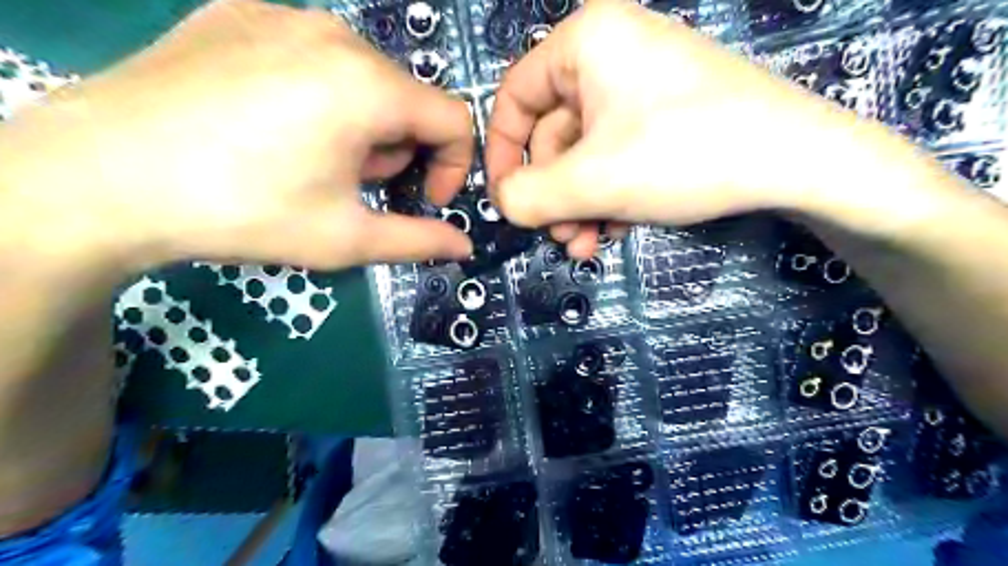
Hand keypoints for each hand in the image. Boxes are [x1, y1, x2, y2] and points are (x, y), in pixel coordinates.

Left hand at [0, 1, 477, 270]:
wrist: (100, 177)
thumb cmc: (244, 212)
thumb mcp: (346, 238)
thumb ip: (418, 240)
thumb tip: (463, 247)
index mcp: (369, 86)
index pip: (455, 118)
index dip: (452, 166)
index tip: (422, 198)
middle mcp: (336, 35)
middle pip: (407, 98)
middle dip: (397, 149)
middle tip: (352, 185)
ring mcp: (282, 15)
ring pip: (362, 76)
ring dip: (361, 124)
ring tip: (310, 158)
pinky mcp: (239, 13)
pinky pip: (311, 55)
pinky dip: (317, 94)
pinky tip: (271, 125)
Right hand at [487, 0, 874, 259]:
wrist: (797, 161)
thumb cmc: (683, 154)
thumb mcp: (592, 181)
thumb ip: (529, 196)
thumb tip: (503, 203)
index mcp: (585, 43)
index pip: (514, 98)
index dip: (501, 154)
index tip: (505, 200)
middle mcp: (609, 55)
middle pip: (553, 136)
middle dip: (554, 196)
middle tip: (562, 240)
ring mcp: (641, 87)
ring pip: (585, 154)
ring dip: (579, 205)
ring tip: (587, 246)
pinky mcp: (665, 116)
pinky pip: (616, 156)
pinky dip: (609, 197)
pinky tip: (616, 231)